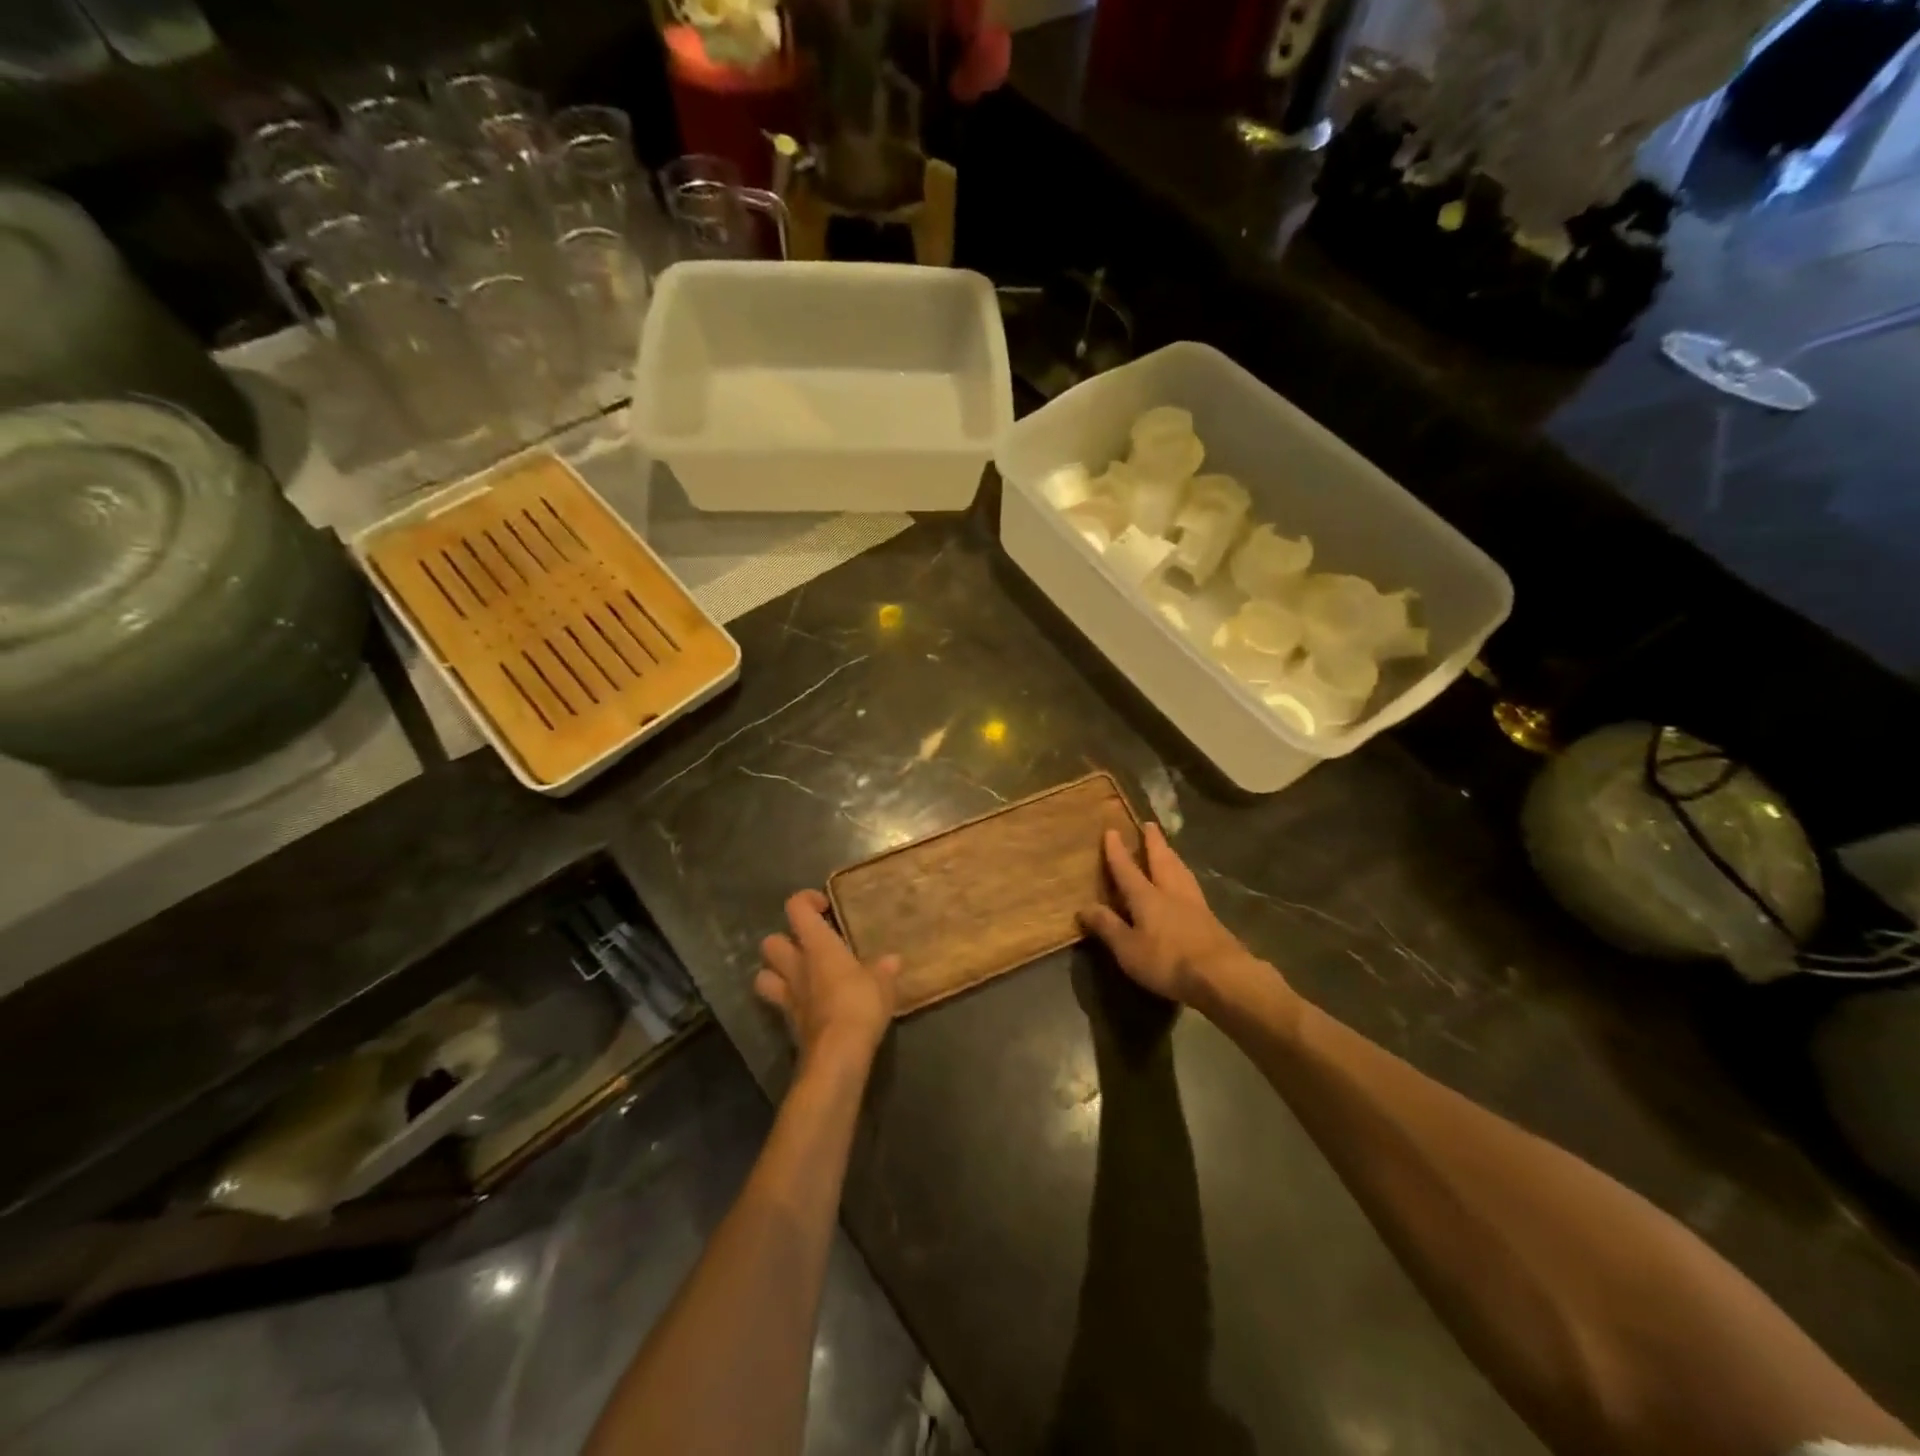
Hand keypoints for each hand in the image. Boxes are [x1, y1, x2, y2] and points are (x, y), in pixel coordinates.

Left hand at [756, 890, 900, 1068]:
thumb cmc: (860, 1005)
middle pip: (770, 942)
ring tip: (798, 975)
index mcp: (817, 946)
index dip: (806, 900)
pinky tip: (809, 1007)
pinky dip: (789, 1003)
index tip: (825, 907)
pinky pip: (779, 1006)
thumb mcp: (882, 983)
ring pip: (763, 976)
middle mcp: (796, 966)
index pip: (796, 908)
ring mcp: (788, 996)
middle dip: (784, 940)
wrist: (837, 1054)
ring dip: (775, 973)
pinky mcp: (789, 1024)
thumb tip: (891, 961)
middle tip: (809, 946)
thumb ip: (883, 969)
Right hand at [1079, 824, 1257, 1007]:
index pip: (1127, 869)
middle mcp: (1171, 892)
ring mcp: (1195, 904)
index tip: (1111, 830)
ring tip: (1169, 848)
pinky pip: (1193, 886)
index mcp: (1146, 897)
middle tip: (1150, 824)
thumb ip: (1107, 926)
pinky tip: (1188, 883)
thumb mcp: (1128, 949)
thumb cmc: (1167, 961)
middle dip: (1153, 842)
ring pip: (1181, 870)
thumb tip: (1083, 907)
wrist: (1222, 976)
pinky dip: (1186, 875)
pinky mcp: (1211, 919)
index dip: (1117, 851)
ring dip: (1172, 855)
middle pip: (1161, 860)